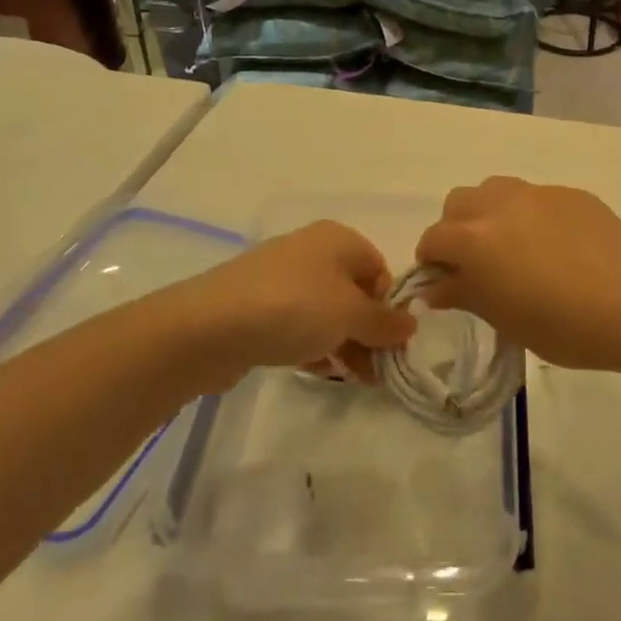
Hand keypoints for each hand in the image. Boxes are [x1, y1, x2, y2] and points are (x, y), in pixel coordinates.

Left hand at [157, 221, 415, 391]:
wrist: (210, 326)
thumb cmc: (294, 308)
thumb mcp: (351, 315)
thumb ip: (385, 322)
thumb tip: (410, 324)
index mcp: (338, 239)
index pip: (379, 269)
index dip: (388, 307)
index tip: (389, 344)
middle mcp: (311, 251)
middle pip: (353, 292)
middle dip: (368, 333)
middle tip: (375, 373)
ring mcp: (281, 278)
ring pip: (325, 312)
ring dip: (343, 344)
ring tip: (352, 380)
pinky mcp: (257, 306)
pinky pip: (297, 324)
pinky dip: (312, 345)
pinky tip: (317, 370)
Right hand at [415, 177, 620, 372]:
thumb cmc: (562, 325)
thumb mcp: (504, 319)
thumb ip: (464, 294)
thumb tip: (434, 286)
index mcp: (475, 237)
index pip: (433, 238)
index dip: (431, 261)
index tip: (443, 283)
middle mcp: (499, 204)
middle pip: (458, 202)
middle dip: (456, 229)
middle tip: (476, 263)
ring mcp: (538, 193)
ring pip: (495, 190)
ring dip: (489, 213)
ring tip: (512, 247)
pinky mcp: (571, 193)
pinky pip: (536, 197)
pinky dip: (530, 216)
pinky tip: (555, 246)